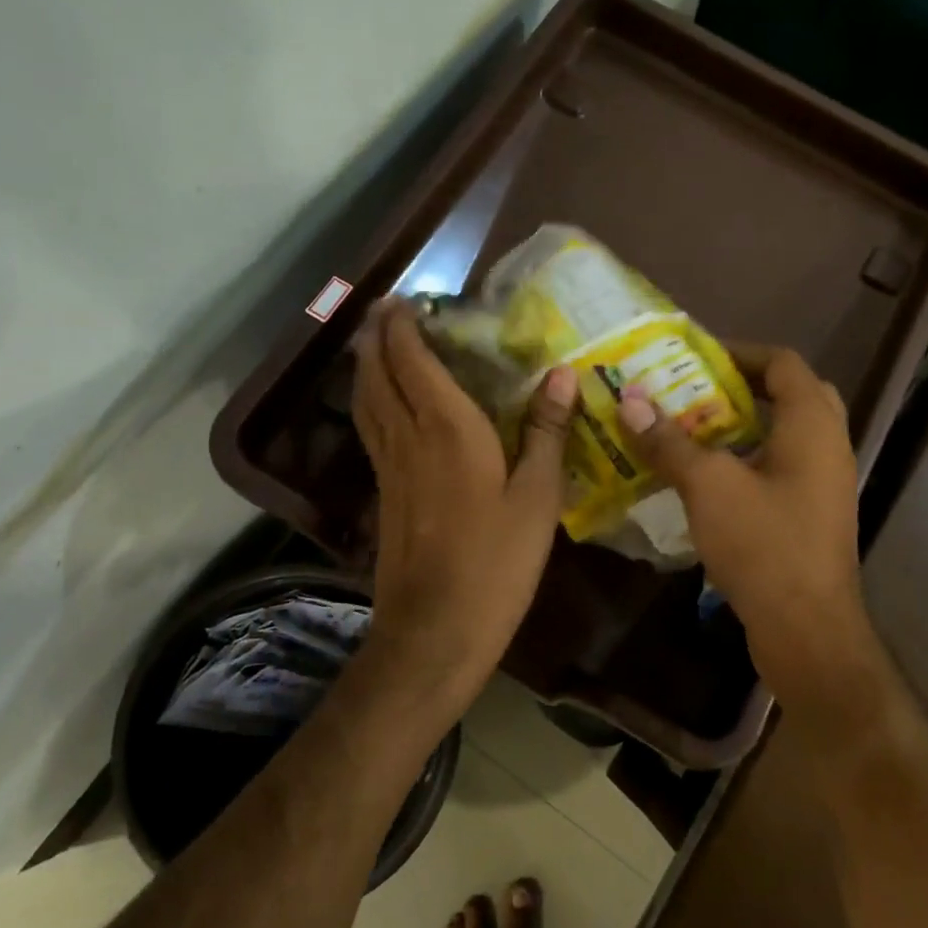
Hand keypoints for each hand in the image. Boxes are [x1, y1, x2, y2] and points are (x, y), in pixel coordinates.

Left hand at [351, 301, 577, 702]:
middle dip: (377, 335)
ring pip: (366, 400)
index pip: (414, 361)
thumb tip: (561, 375)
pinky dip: (370, 400)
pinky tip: (382, 405)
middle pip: (378, 373)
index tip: (407, 298)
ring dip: (367, 364)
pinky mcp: (382, 493)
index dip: (405, 326)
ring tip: (375, 342)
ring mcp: (389, 467)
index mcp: (448, 429)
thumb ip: (546, 432)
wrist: (436, 629)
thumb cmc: (496, 561)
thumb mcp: (537, 497)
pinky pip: (371, 428)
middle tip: (386, 308)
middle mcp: (408, 437)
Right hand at [616, 346, 870, 705]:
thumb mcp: (708, 486)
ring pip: (784, 435)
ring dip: (741, 425)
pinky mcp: (810, 515)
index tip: (694, 357)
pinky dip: (746, 460)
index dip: (740, 352)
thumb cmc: (764, 545)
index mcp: (812, 426)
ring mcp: (823, 484)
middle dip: (742, 387)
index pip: (783, 363)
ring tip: (690, 427)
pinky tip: (705, 476)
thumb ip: (669, 441)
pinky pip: (780, 468)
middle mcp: (827, 446)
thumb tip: (629, 401)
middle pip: (790, 395)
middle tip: (695, 390)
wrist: (807, 630)